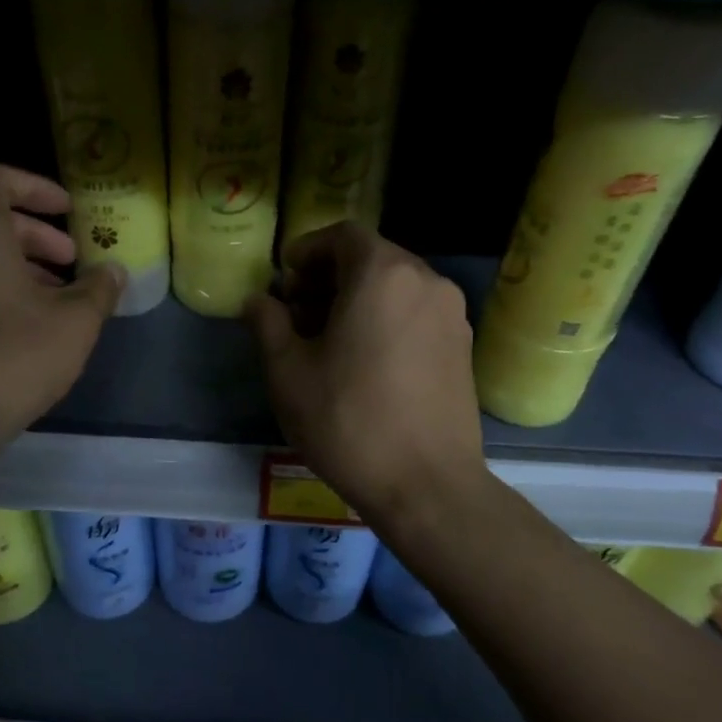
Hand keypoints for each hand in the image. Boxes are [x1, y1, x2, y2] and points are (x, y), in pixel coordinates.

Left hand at [0, 164, 122, 447]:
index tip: (67, 212)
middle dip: (35, 235)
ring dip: (14, 264)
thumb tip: (113, 272)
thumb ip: (99, 287)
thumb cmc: (16, 355)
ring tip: (52, 298)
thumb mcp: (75, 321)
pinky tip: (18, 324)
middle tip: (70, 262)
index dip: (36, 187)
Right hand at [246, 223, 487, 527]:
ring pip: (396, 286)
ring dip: (358, 298)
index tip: (284, 280)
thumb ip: (268, 323)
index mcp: (383, 274)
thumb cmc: (348, 421)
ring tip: (327, 340)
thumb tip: (258, 301)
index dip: (308, 250)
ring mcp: (451, 314)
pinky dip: (386, 318)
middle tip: (298, 313)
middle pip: (372, 258)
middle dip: (329, 277)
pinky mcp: (463, 347)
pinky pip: (416, 312)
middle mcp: (426, 281)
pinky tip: (365, 361)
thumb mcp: (288, 371)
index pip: (342, 236)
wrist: (426, 485)